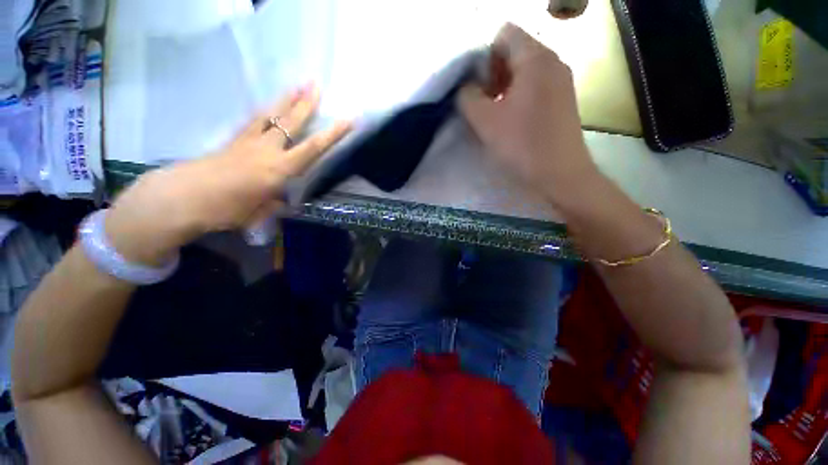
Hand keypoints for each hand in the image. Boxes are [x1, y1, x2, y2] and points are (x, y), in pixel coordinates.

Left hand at [105, 84, 351, 265]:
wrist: (182, 198)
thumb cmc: (226, 210)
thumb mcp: (259, 212)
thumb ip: (274, 202)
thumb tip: (281, 196)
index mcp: (279, 169)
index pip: (313, 148)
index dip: (332, 134)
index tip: (348, 120)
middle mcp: (267, 150)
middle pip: (290, 122)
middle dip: (306, 103)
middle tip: (317, 83)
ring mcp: (248, 141)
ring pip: (271, 115)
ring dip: (286, 100)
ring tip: (297, 86)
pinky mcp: (234, 140)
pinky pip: (254, 121)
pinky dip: (266, 112)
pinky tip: (270, 107)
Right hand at [458, 24, 599, 204]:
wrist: (561, 174)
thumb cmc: (522, 145)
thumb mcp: (485, 121)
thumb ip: (467, 97)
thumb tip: (466, 88)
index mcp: (535, 58)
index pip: (504, 34)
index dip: (484, 57)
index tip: (478, 88)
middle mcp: (553, 61)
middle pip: (515, 51)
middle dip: (493, 74)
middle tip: (485, 104)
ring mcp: (562, 80)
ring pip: (525, 70)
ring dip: (505, 88)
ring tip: (497, 115)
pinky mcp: (563, 99)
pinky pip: (536, 86)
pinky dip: (519, 97)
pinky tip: (513, 121)